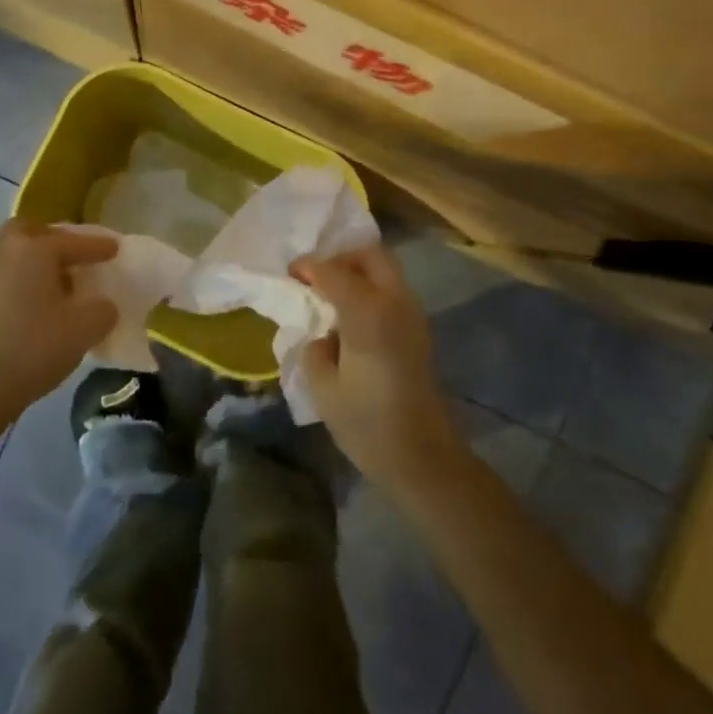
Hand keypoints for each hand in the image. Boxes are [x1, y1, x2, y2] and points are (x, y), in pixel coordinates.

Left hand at [0, 220, 119, 417]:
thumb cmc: (34, 347)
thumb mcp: (85, 329)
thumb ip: (102, 309)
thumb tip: (100, 305)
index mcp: (35, 248)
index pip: (75, 241)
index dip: (99, 246)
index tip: (115, 248)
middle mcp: (5, 247)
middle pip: (34, 232)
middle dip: (56, 240)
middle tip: (75, 258)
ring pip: (14, 249)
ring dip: (35, 258)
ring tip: (55, 281)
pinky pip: (2, 270)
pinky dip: (20, 275)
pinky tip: (32, 298)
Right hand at [295, 244, 465, 492]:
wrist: (423, 457)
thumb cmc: (368, 424)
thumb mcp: (324, 388)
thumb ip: (316, 349)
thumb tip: (323, 334)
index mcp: (369, 313)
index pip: (334, 272)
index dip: (309, 268)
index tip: (289, 274)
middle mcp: (395, 303)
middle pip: (371, 256)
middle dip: (341, 258)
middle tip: (315, 277)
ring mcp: (413, 316)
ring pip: (386, 271)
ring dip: (357, 272)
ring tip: (328, 295)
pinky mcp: (418, 331)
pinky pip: (392, 292)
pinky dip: (370, 290)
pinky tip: (348, 315)